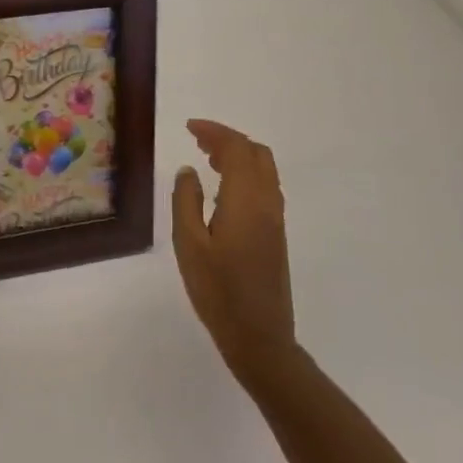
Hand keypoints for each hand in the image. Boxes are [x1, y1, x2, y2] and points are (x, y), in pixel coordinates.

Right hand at [171, 119, 296, 388]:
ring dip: (239, 156)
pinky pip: (264, 187)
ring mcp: (275, 219)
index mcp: (246, 200)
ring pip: (264, 170)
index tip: (189, 127)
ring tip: (207, 159)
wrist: (259, 336)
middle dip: (228, 140)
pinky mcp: (276, 234)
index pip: (236, 149)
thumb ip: (186, 201)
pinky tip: (223, 190)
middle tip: (198, 141)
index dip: (214, 132)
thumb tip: (188, 171)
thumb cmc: (218, 290)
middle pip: (256, 153)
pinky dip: (245, 174)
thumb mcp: (189, 244)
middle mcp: (267, 202)